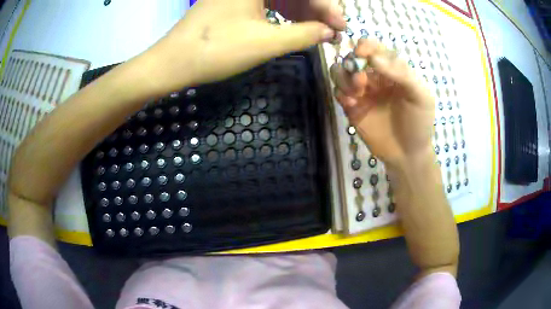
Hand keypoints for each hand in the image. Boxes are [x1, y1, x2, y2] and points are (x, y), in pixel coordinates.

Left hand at [144, 0, 344, 93]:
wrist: (172, 62)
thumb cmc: (216, 50)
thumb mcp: (266, 42)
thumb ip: (304, 34)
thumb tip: (330, 32)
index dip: (325, 6)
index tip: (341, 26)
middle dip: (315, 9)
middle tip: (331, 31)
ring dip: (301, 12)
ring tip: (317, 32)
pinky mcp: (232, 1)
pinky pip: (266, 2)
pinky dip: (283, 13)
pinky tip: (294, 25)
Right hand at [330, 39, 435, 168]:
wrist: (408, 154)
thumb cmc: (419, 123)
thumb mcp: (420, 95)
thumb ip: (401, 73)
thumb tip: (373, 58)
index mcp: (392, 69)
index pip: (373, 48)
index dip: (364, 46)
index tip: (361, 53)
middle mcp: (374, 77)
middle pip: (352, 57)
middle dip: (352, 64)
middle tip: (361, 81)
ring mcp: (362, 92)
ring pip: (340, 72)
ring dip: (343, 78)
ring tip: (356, 94)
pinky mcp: (352, 107)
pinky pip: (338, 93)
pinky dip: (340, 94)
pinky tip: (352, 105)